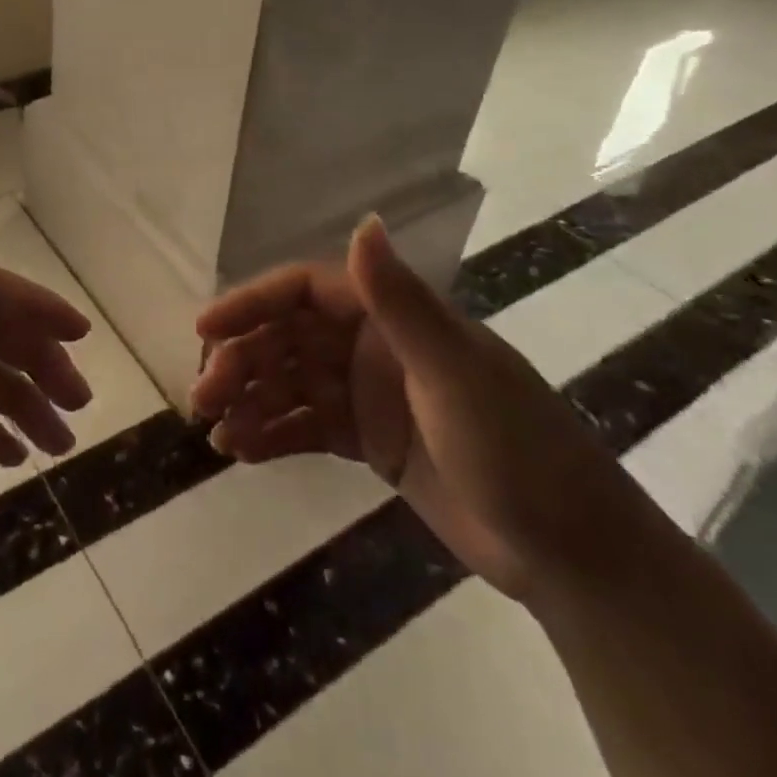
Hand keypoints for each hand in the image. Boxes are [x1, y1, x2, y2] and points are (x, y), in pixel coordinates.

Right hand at [192, 215, 655, 602]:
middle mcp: (373, 346)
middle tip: (203, 396)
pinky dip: (271, 434)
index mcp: (393, 318)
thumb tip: (364, 220)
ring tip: (214, 431)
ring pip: (289, 383)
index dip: (251, 303)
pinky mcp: (369, 440)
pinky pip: (305, 426)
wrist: (573, 556)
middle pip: (287, 339)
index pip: (304, 292)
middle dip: (241, 361)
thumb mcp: (453, 373)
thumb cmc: (516, 450)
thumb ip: (400, 301)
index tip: (205, 328)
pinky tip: (240, 451)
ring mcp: (369, 394)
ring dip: (248, 400)